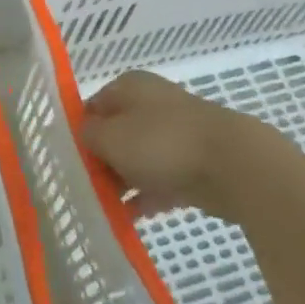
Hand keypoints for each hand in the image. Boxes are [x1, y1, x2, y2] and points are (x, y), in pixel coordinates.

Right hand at [82, 70, 304, 222]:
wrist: (236, 165)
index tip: (69, 161)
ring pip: (139, 157)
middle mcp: (153, 102)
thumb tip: (83, 134)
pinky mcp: (197, 162)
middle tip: (86, 187)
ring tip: (104, 206)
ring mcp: (177, 132)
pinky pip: (162, 178)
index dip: (79, 132)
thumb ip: (88, 135)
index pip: (92, 106)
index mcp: (130, 86)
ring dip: (123, 180)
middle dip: (101, 160)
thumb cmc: (162, 142)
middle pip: (116, 132)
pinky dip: (147, 195)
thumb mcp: (110, 137)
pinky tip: (131, 217)